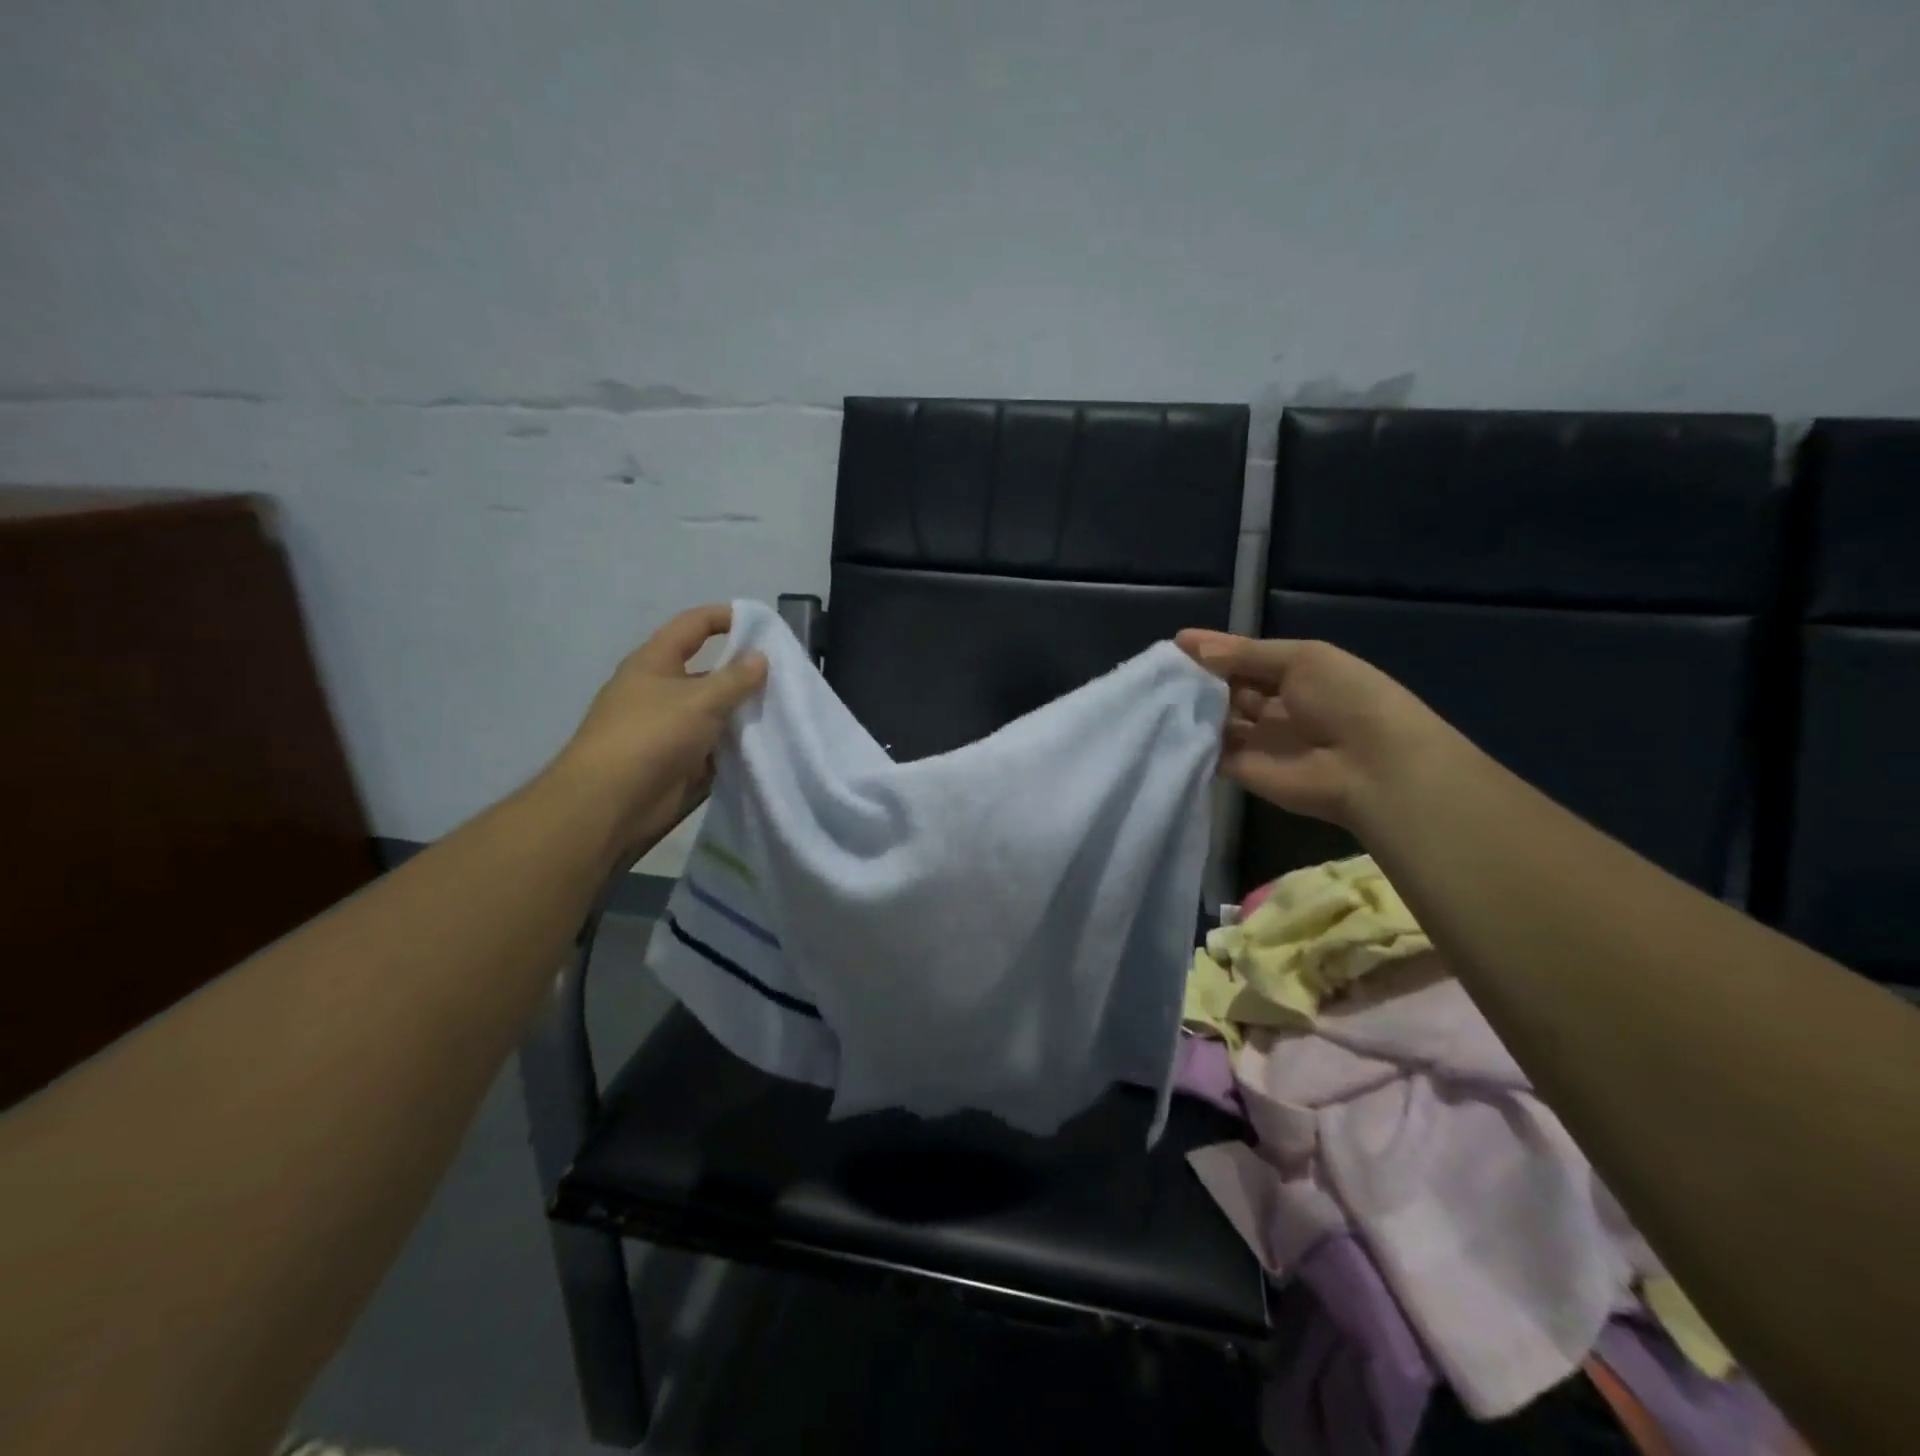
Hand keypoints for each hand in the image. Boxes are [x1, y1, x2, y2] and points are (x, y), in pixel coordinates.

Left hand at [551, 604, 766, 857]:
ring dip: (744, 712)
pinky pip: (714, 745)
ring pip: (715, 711)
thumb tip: (761, 658)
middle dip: (744, 672)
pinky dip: (737, 745)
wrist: (610, 802)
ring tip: (785, 711)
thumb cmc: (651, 735)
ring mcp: (669, 727)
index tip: (763, 623)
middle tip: (785, 677)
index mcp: (655, 662)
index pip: (694, 625)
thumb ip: (735, 679)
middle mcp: (661, 689)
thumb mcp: (700, 700)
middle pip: (708, 671)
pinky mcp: (678, 760)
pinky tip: (767, 745)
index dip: (726, 617)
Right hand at [1175, 630, 1456, 829]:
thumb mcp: (1302, 658)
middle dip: (1197, 677)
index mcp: (1295, 674)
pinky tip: (1161, 723)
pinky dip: (1187, 739)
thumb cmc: (1345, 698)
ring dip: (1189, 706)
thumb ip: (1245, 654)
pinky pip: (1208, 752)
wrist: (1373, 766)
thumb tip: (1190, 646)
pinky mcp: (1241, 770)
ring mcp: (1256, 740)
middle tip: (1158, 669)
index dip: (1213, 649)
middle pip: (1226, 688)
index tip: (1175, 643)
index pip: (1245, 659)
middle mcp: (1273, 706)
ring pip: (1214, 719)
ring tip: (1154, 692)